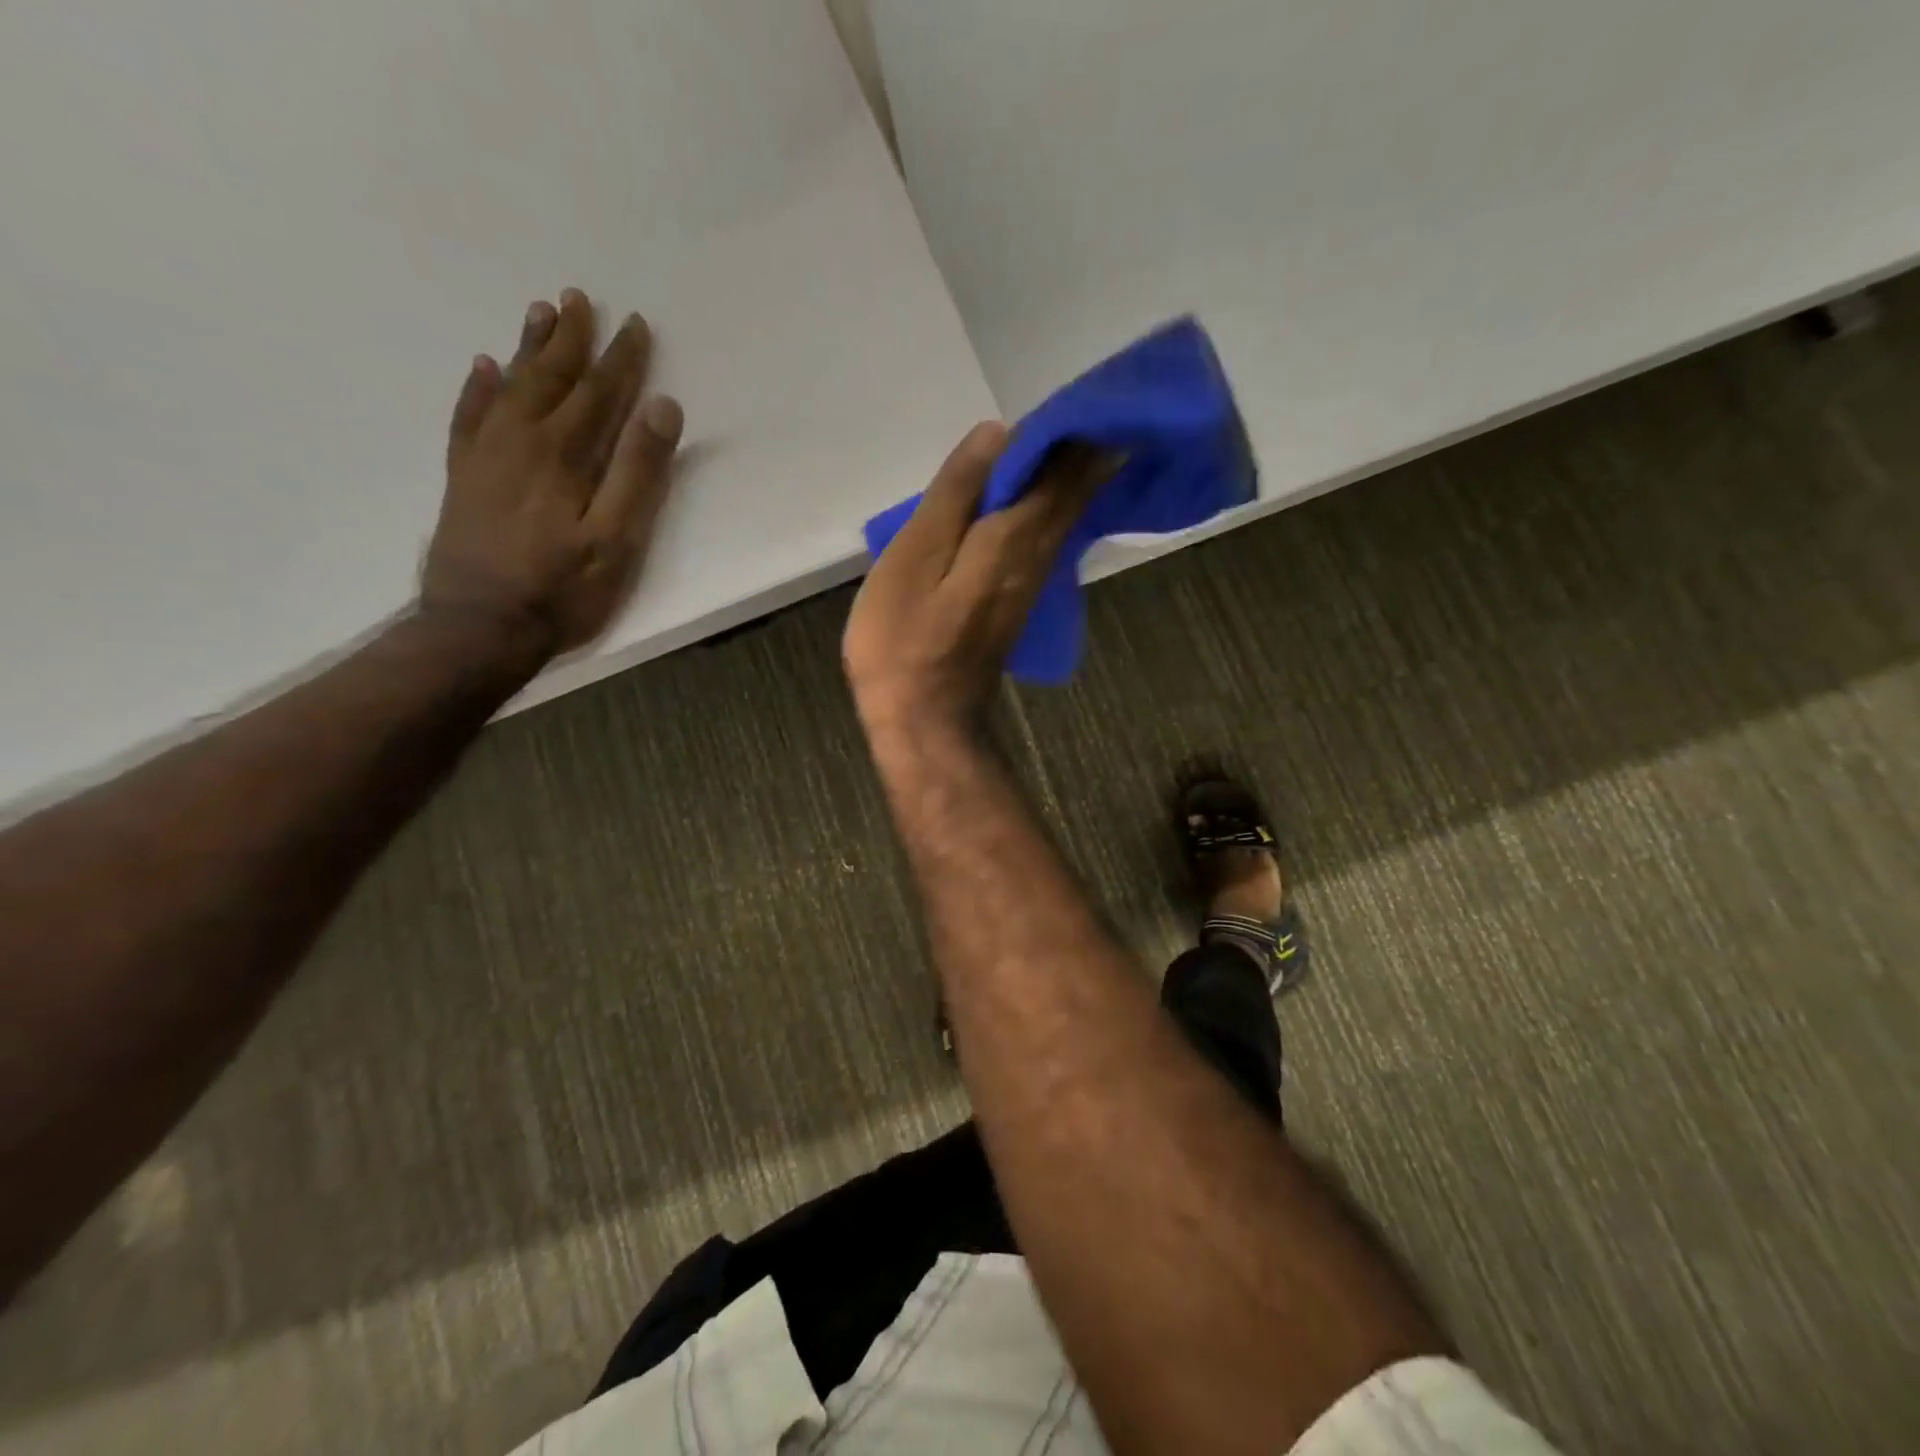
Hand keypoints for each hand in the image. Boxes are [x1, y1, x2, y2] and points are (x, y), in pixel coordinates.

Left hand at [421, 289, 684, 657]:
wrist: (478, 627)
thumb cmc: (560, 590)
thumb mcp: (616, 539)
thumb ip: (639, 473)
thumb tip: (662, 408)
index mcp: (563, 454)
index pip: (599, 394)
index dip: (621, 360)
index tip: (636, 325)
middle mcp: (520, 441)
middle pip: (550, 378)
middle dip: (570, 339)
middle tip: (580, 298)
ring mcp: (485, 457)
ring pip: (509, 387)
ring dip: (528, 350)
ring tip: (539, 313)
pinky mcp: (463, 477)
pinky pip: (468, 416)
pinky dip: (478, 388)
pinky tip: (483, 369)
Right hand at [844, 421, 1109, 743]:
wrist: (926, 721)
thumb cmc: (904, 640)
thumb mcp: (914, 558)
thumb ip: (955, 496)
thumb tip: (998, 434)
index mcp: (1012, 538)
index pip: (1058, 468)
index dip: (1072, 429)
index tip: (1084, 393)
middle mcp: (1037, 557)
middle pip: (1072, 492)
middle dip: (1085, 448)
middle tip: (1093, 405)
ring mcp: (1033, 585)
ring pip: (1066, 517)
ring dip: (1075, 476)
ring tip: (1074, 436)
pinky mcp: (1020, 604)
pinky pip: (1050, 541)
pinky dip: (1056, 509)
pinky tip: (1050, 499)